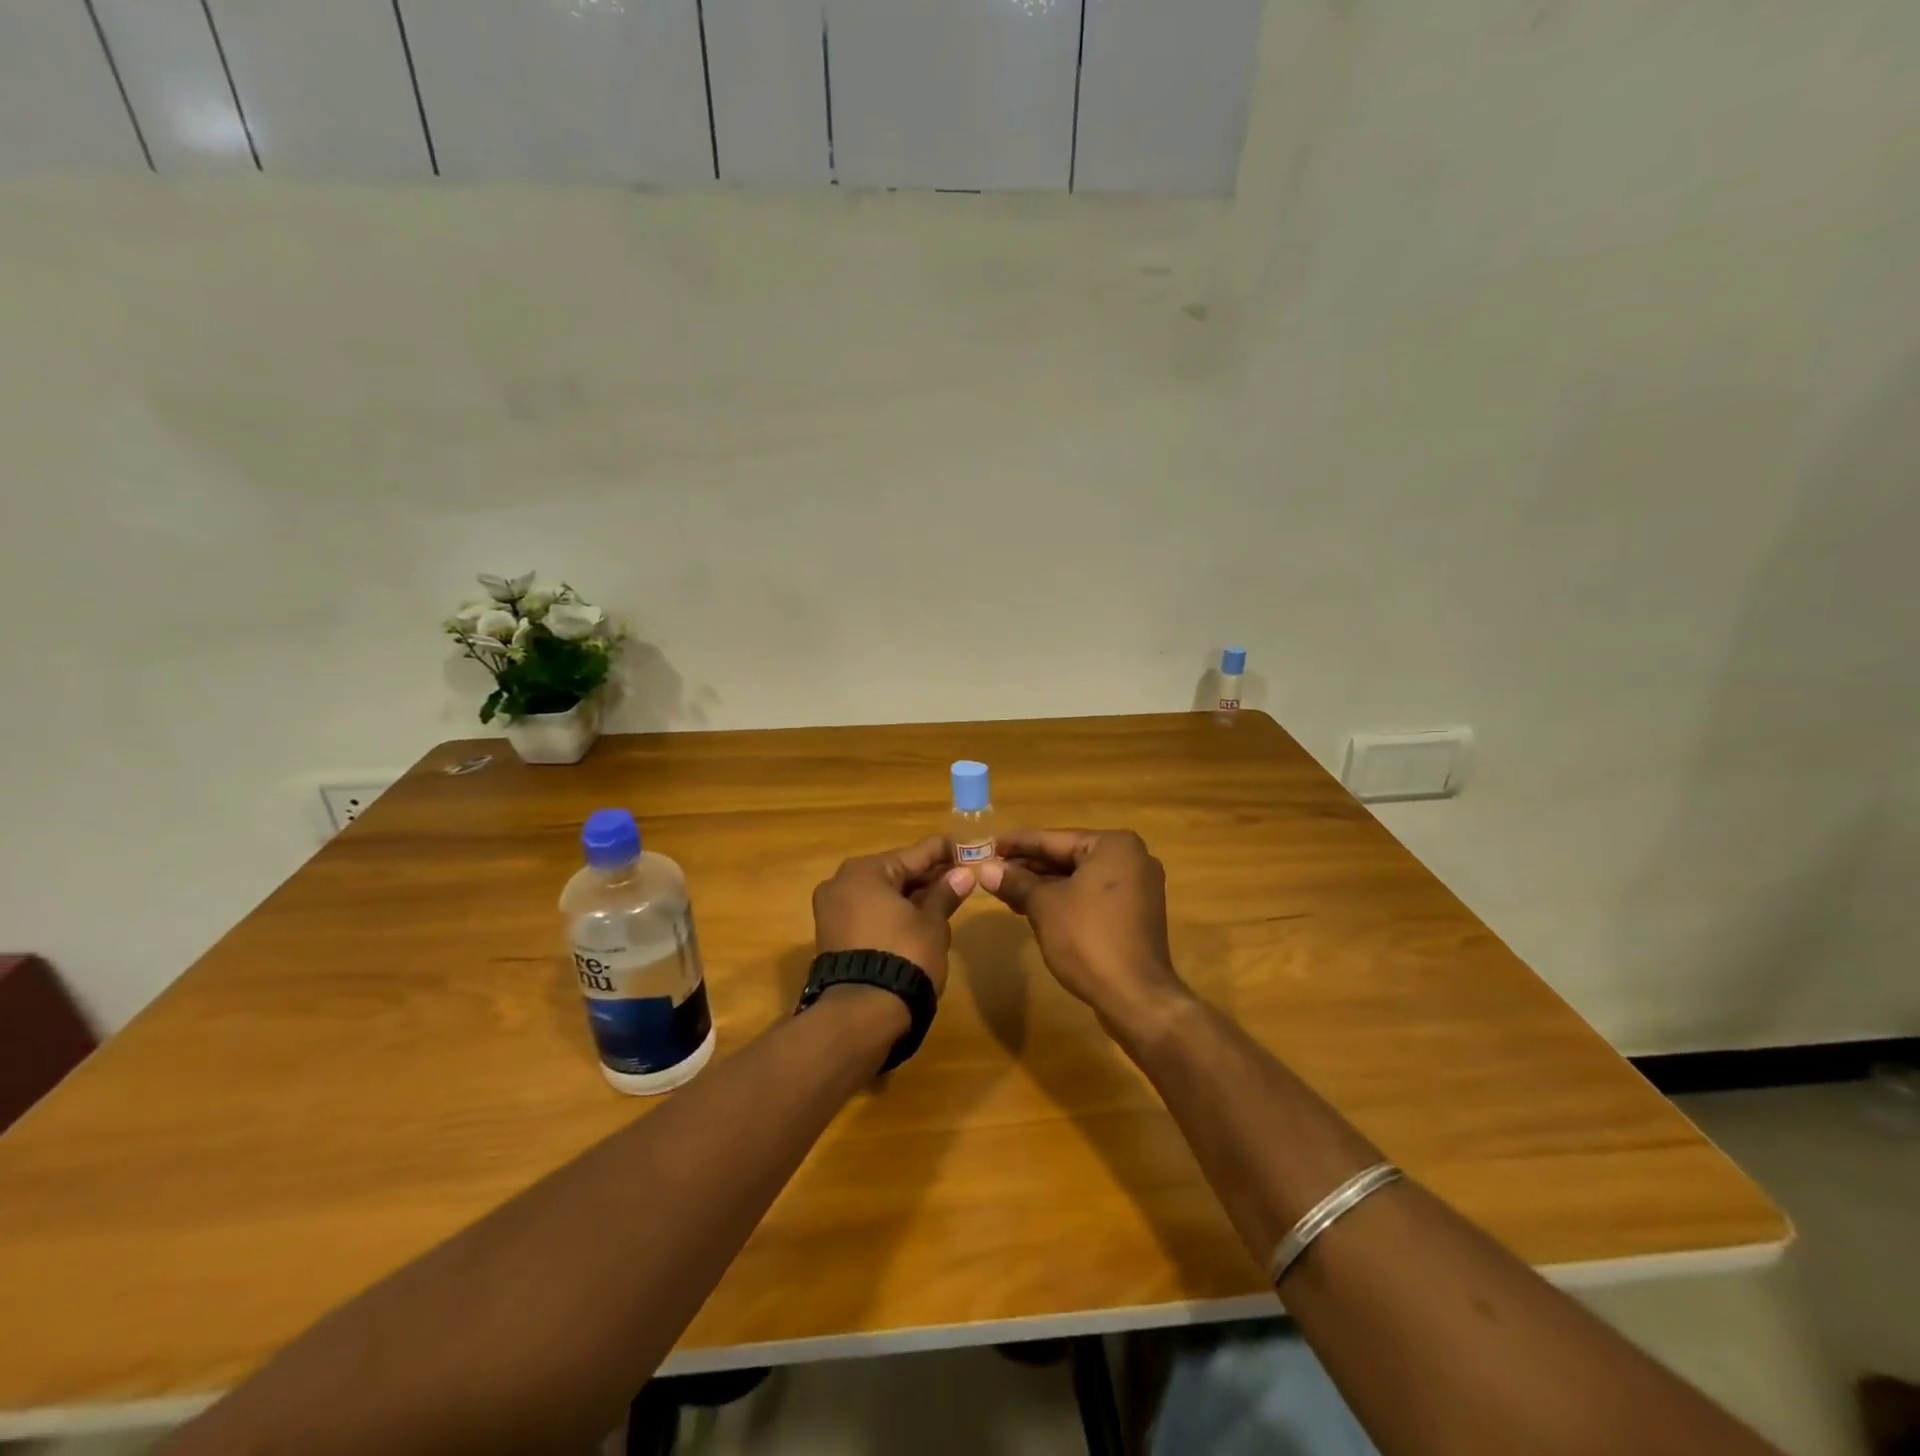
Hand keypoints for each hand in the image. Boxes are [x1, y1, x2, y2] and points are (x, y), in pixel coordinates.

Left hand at [811, 834, 975, 995]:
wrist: (862, 1013)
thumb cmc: (904, 955)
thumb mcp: (932, 923)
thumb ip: (945, 894)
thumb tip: (964, 874)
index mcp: (865, 870)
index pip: (915, 853)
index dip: (944, 851)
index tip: (967, 847)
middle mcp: (841, 883)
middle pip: (895, 872)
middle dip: (928, 875)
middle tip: (961, 875)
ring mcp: (832, 911)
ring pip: (881, 894)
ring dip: (912, 895)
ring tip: (946, 896)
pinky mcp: (832, 937)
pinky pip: (869, 913)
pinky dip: (893, 913)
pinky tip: (919, 917)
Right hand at [978, 829, 1188, 1026]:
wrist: (1135, 997)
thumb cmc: (1088, 939)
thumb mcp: (1044, 906)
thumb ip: (1016, 882)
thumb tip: (986, 869)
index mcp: (1113, 845)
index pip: (1054, 839)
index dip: (1017, 844)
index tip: (989, 845)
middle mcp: (1131, 858)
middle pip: (1068, 857)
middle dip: (1029, 866)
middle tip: (992, 870)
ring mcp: (1138, 887)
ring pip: (1079, 878)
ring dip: (1044, 885)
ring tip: (1006, 891)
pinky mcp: (1135, 914)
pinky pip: (1092, 896)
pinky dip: (1065, 899)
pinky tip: (1034, 907)